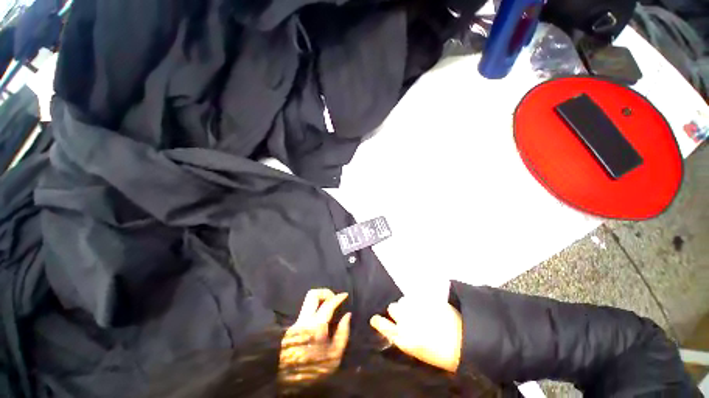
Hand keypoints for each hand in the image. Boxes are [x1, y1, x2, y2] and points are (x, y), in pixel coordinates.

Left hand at [279, 289, 350, 383]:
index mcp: (315, 327)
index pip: (328, 304)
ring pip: (308, 302)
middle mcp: (303, 320)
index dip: (338, 297)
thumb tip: (347, 315)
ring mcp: (296, 323)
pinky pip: (306, 311)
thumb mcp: (335, 356)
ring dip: (320, 301)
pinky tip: (321, 321)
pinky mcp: (292, 327)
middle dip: (325, 292)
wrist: (289, 383)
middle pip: (312, 294)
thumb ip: (343, 333)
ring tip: (329, 309)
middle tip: (334, 299)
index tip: (345, 295)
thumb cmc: (315, 370)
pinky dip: (315, 310)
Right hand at [370, 298, 462, 372]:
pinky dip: (418, 300)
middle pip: (393, 308)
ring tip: (419, 311)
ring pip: (404, 300)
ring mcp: (417, 309)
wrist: (465, 343)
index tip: (375, 318)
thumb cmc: (441, 355)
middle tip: (407, 316)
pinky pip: (416, 296)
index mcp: (404, 339)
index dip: (378, 321)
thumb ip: (403, 338)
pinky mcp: (426, 300)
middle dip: (398, 311)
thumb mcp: (418, 352)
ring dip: (408, 304)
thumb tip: (396, 327)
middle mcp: (407, 322)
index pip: (383, 326)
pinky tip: (426, 306)